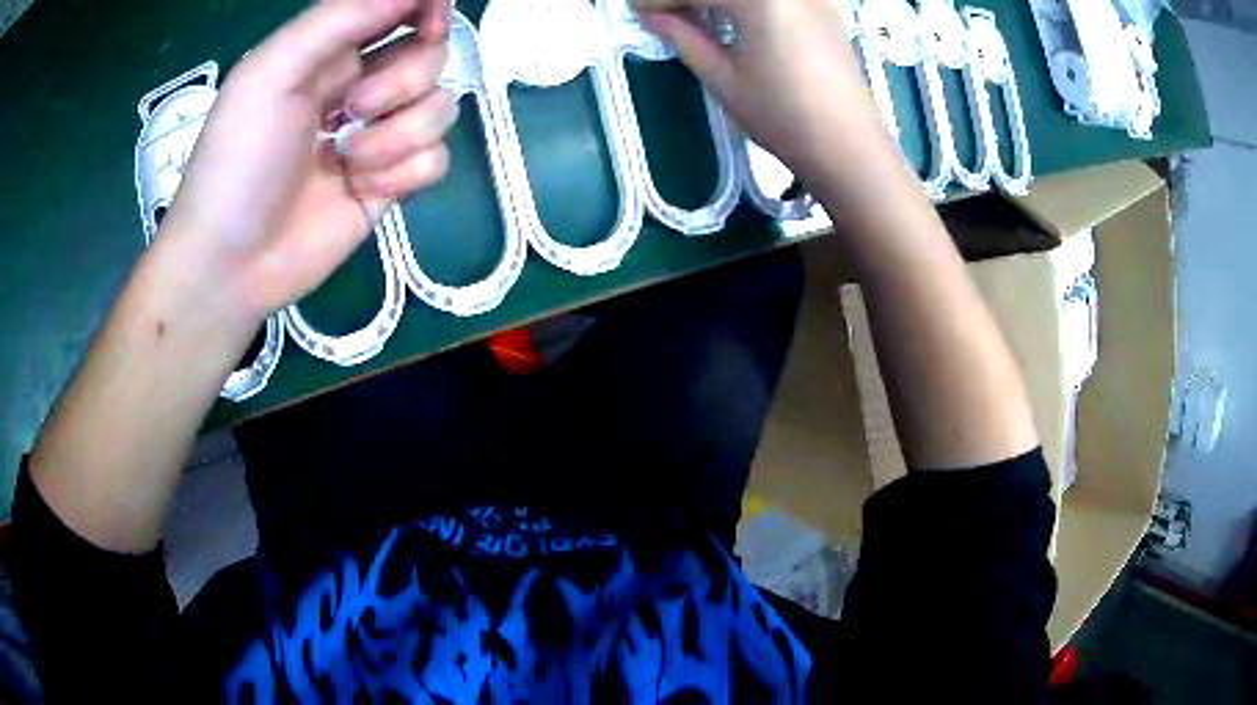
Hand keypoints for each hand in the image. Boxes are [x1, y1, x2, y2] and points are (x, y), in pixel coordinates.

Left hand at [162, 0, 457, 322]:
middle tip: (352, 109)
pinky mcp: (391, 184)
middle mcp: (362, 85)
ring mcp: (379, 136)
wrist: (231, 265)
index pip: (401, 10)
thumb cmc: (237, 161)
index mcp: (331, 51)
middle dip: (400, 82)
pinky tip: (363, 188)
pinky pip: (435, 161)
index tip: (430, 25)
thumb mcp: (272, 72)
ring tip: (347, 159)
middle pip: (432, 56)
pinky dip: (403, 174)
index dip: (428, 10)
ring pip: (440, 108)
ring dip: (397, 135)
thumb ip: (340, 18)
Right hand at [634, 0, 887, 186]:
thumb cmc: (785, 119)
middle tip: (662, 12)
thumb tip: (652, 16)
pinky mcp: (822, 6)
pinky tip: (729, 14)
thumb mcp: (725, 79)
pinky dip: (743, 1)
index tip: (637, 11)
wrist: (850, 147)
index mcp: (761, 0)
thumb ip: (684, 38)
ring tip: (692, 15)